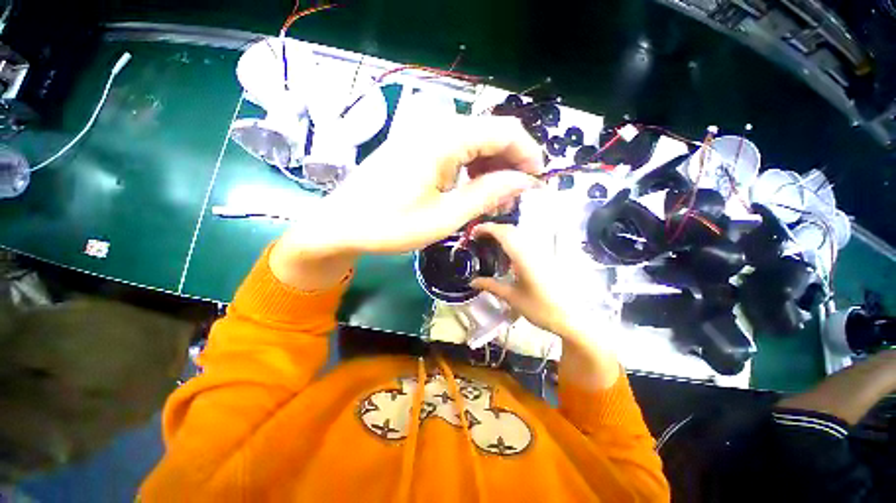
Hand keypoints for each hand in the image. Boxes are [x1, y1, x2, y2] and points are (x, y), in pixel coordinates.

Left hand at [311, 115, 542, 253]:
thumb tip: (524, 180)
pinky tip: (470, 190)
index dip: (528, 154)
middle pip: (490, 134)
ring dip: (490, 168)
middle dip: (510, 164)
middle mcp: (435, 127)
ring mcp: (423, 135)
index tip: (536, 183)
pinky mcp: (416, 147)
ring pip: (474, 142)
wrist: (342, 225)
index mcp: (443, 140)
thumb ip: (487, 194)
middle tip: (513, 198)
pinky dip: (471, 169)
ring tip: (493, 200)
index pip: (504, 131)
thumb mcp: (445, 217)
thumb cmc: (391, 226)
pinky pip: (455, 150)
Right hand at [470, 223, 587, 342]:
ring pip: (520, 234)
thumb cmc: (540, 308)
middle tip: (480, 238)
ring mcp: (542, 252)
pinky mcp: (547, 257)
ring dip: (504, 234)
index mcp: (523, 257)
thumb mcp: (512, 298)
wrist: (571, 317)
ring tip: (491, 243)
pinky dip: (514, 240)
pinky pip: (527, 241)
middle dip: (494, 229)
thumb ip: (491, 286)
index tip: (474, 232)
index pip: (503, 233)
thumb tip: (472, 281)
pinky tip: (508, 253)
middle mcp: (533, 249)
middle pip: (512, 230)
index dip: (487, 228)